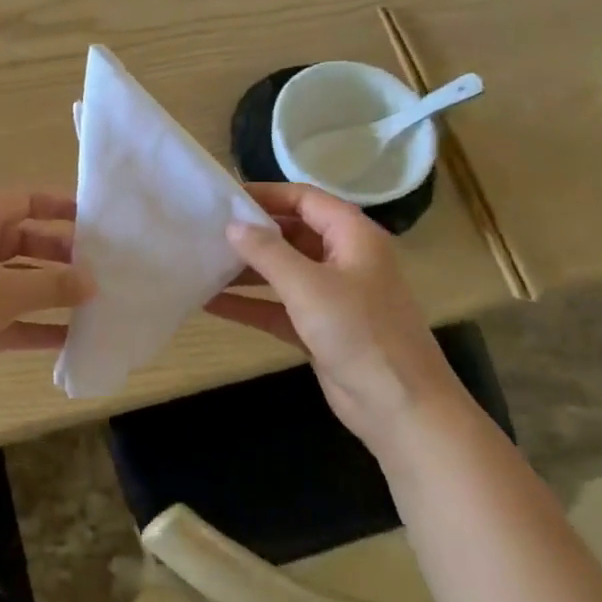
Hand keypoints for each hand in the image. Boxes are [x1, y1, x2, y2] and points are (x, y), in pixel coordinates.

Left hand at [0, 193, 94, 398]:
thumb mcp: (3, 291)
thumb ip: (52, 285)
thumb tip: (92, 283)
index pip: (20, 202)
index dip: (54, 206)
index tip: (90, 218)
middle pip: (23, 243)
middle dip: (59, 254)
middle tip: (97, 267)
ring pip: (18, 284)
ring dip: (50, 293)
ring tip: (92, 303)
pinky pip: (10, 319)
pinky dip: (35, 326)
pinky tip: (68, 340)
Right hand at [206, 182, 469, 453]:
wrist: (400, 407)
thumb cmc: (359, 333)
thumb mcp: (309, 286)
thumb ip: (267, 252)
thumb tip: (232, 225)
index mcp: (353, 237)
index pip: (305, 200)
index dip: (266, 195)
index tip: (224, 197)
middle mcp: (343, 259)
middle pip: (291, 233)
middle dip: (251, 233)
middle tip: (205, 230)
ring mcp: (332, 296)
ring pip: (282, 272)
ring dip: (246, 269)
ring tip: (202, 263)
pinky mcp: (319, 328)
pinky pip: (277, 307)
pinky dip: (249, 304)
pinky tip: (210, 302)